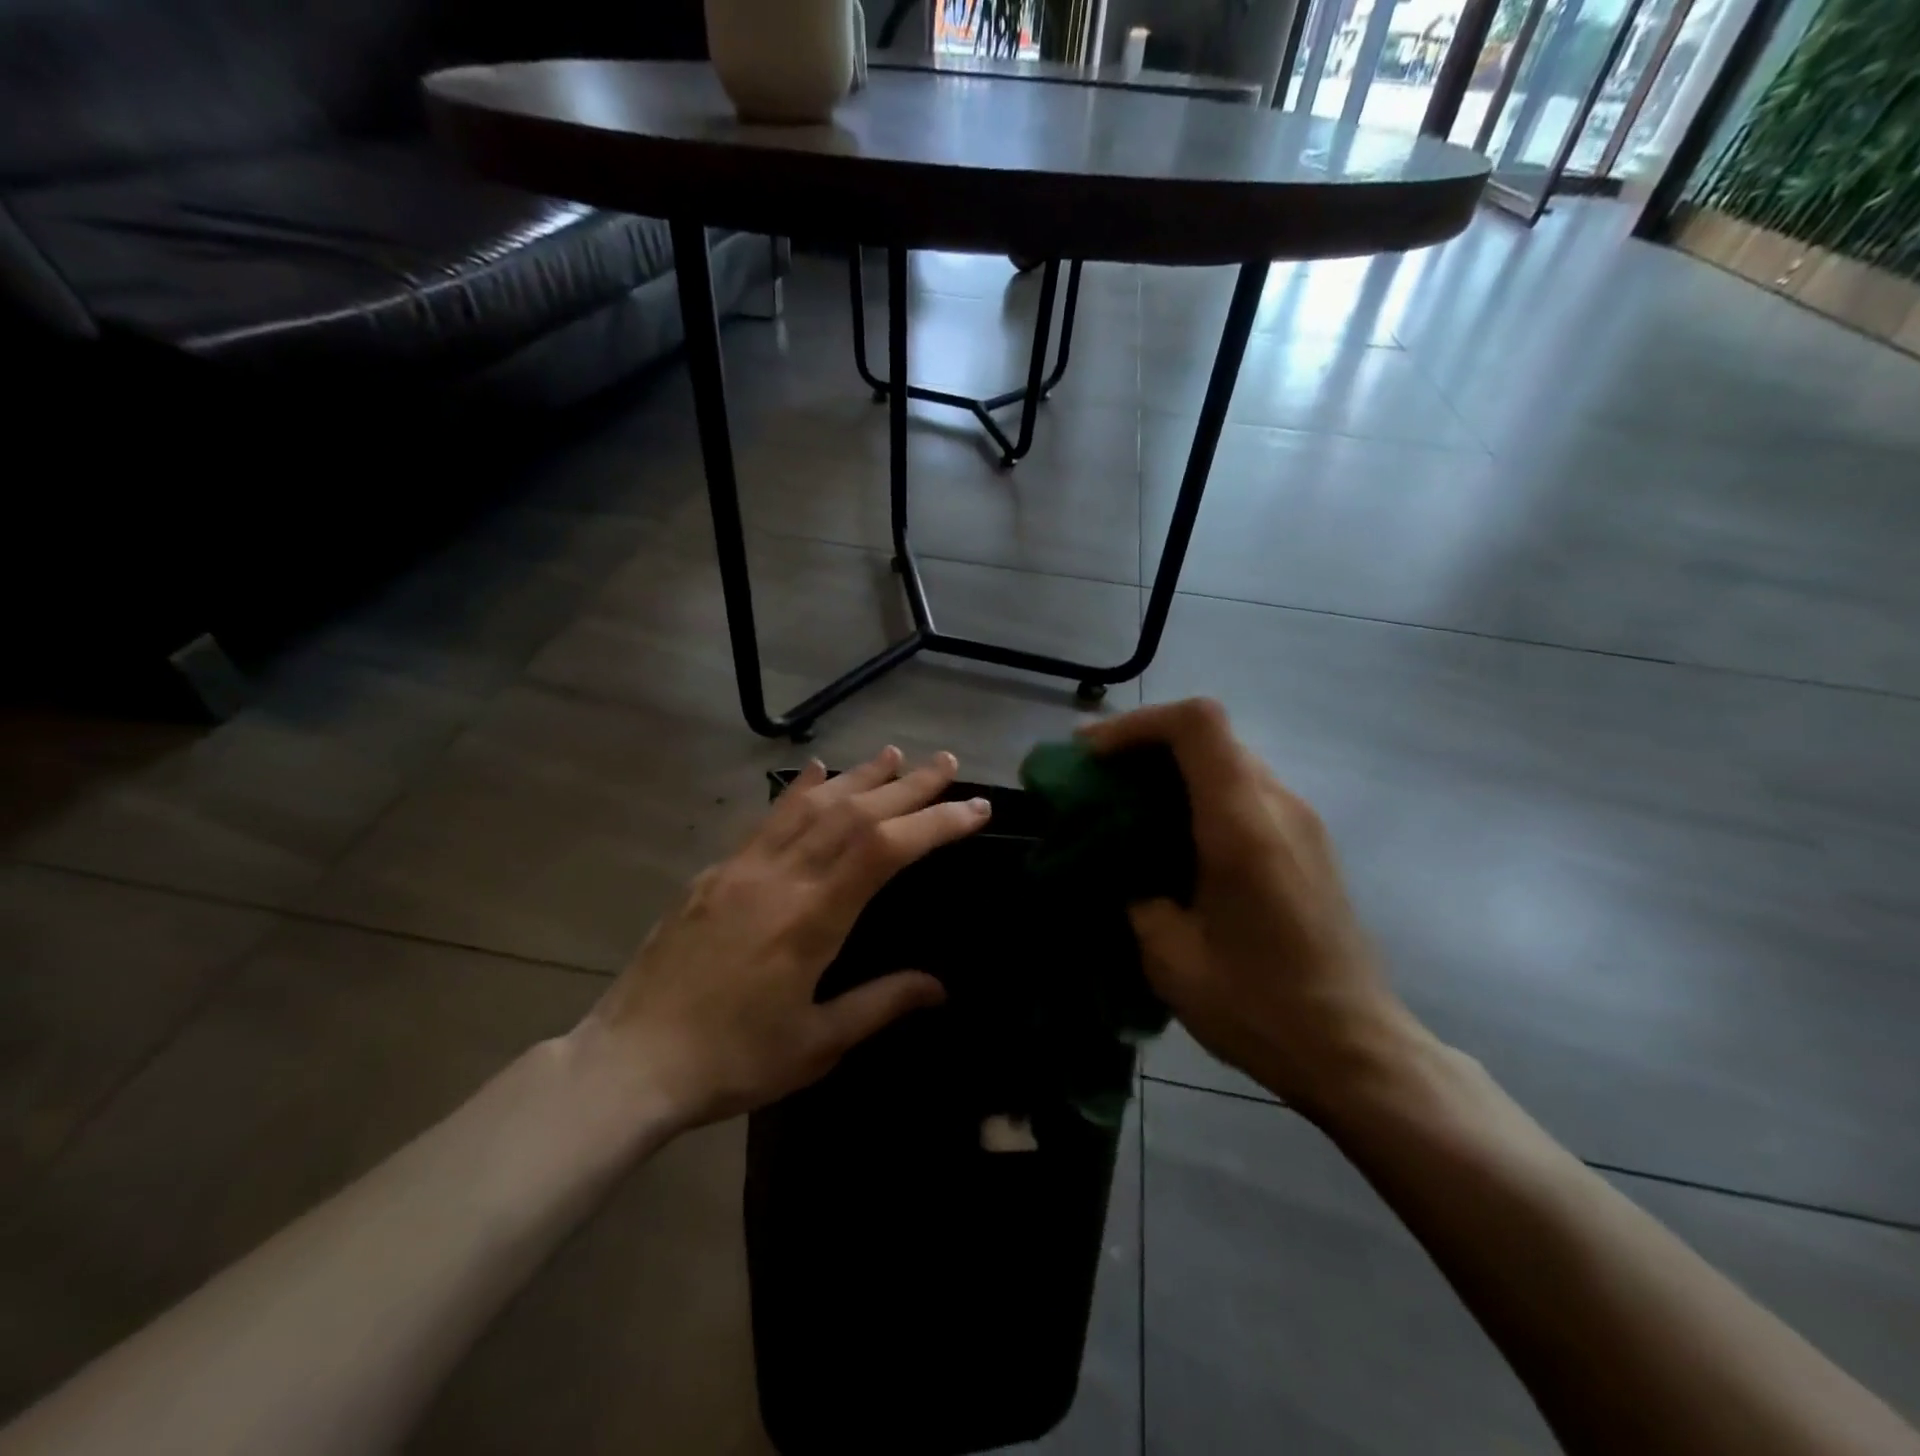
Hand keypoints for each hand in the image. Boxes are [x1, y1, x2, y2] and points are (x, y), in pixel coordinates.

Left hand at [569, 747, 990, 1129]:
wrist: (630, 1062)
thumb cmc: (731, 1061)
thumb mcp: (816, 1044)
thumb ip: (880, 1004)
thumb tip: (939, 986)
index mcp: (811, 918)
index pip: (884, 849)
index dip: (934, 822)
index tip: (974, 808)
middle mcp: (780, 877)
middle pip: (854, 813)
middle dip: (907, 786)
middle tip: (946, 762)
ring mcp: (743, 868)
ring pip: (810, 805)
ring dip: (858, 776)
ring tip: (894, 755)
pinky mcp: (716, 873)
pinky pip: (767, 818)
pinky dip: (799, 790)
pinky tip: (816, 770)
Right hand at [1080, 699, 1425, 1117]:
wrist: (1354, 1049)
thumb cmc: (1259, 1006)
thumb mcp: (1171, 957)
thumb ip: (1137, 894)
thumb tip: (1125, 865)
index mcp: (1242, 826)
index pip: (1197, 725)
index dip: (1138, 723)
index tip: (1092, 753)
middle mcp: (1278, 807)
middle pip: (1210, 734)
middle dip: (1145, 742)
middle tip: (1094, 772)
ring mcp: (1301, 821)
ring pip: (1228, 759)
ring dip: (1173, 767)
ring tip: (1126, 800)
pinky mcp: (1308, 842)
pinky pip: (1246, 790)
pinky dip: (1200, 791)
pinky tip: (1174, 834)